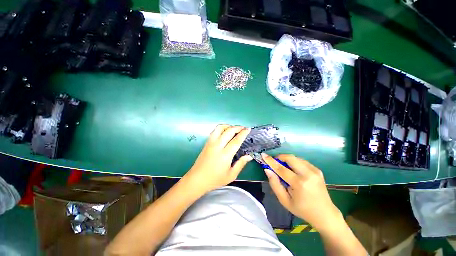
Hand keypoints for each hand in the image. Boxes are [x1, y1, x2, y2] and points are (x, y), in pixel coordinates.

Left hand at [184, 125, 252, 193]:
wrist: (197, 179)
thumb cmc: (215, 179)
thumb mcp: (231, 175)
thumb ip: (241, 164)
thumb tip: (249, 156)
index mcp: (225, 155)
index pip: (236, 140)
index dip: (243, 133)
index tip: (248, 129)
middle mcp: (217, 146)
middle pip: (228, 131)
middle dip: (237, 127)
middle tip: (243, 128)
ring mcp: (211, 143)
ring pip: (219, 128)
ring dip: (228, 126)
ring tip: (234, 129)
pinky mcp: (206, 143)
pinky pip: (214, 131)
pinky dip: (221, 128)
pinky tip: (224, 132)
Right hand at [262, 153, 341, 231]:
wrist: (325, 214)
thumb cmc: (302, 209)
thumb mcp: (284, 200)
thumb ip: (274, 184)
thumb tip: (267, 170)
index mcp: (299, 184)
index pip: (281, 168)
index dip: (271, 161)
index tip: (263, 155)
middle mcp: (308, 174)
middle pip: (290, 158)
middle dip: (280, 157)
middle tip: (274, 161)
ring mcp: (314, 171)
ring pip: (296, 158)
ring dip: (287, 159)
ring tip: (283, 167)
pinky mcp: (317, 170)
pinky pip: (302, 161)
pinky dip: (294, 162)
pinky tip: (293, 170)